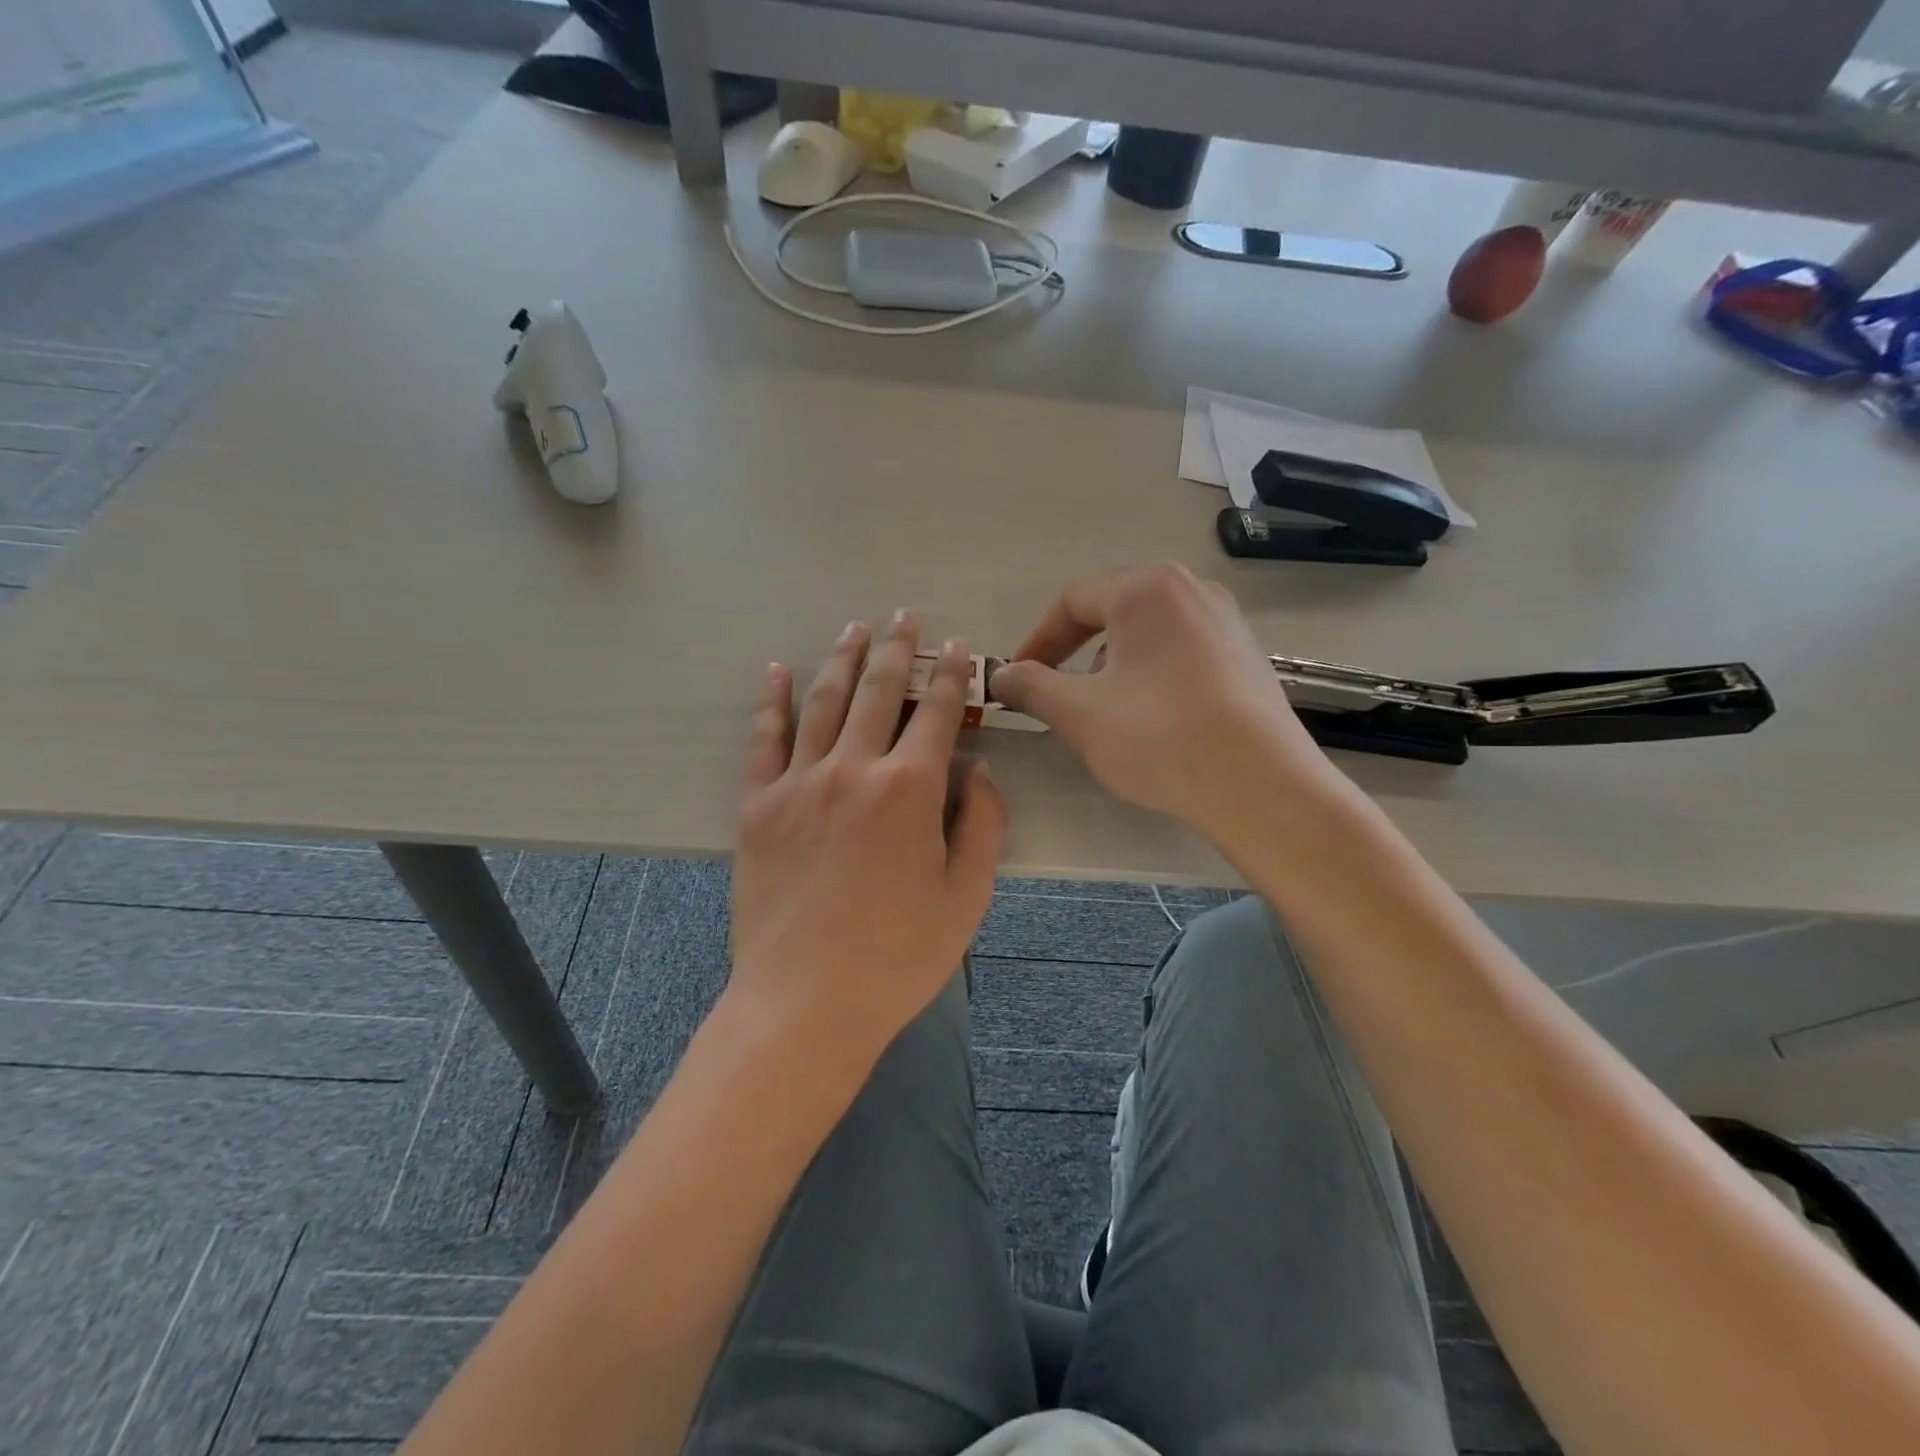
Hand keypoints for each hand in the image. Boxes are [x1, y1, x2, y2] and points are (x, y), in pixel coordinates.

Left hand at [728, 612, 1005, 1070]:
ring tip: (854, 628)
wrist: (805, 1003)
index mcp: (910, 789)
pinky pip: (764, 739)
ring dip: (842, 659)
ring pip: (823, 702)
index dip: (952, 675)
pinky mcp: (758, 805)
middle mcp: (853, 769)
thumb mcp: (966, 897)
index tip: (957, 648)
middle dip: (896, 648)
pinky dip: (772, 700)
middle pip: (878, 691)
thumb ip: (982, 825)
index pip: (937, 712)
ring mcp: (799, 783)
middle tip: (904, 616)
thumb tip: (979, 772)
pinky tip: (778, 671)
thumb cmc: (897, 956)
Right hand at [991, 564, 1351, 845]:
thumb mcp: (1079, 713)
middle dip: (1073, 651)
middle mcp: (1190, 589)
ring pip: (1147, 631)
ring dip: (1112, 663)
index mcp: (1145, 589)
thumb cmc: (1160, 738)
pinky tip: (1152, 716)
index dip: (1036, 641)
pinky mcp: (1246, 654)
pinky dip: (1150, 672)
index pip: (1071, 601)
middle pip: (1112, 609)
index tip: (1016, 680)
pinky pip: (1181, 650)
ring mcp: (1225, 620)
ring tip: (1104, 708)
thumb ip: (1031, 686)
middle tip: (1055, 691)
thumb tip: (1000, 674)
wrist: (1261, 786)